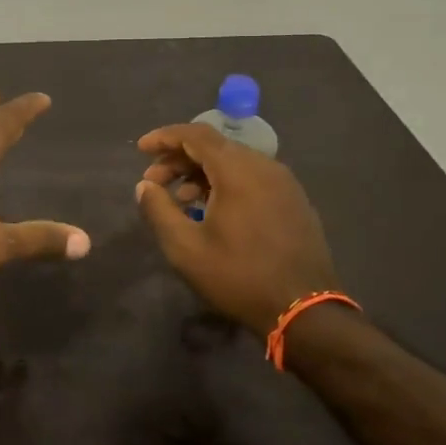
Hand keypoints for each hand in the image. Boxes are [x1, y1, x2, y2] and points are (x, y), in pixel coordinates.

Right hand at [134, 123, 340, 335]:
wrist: (304, 310)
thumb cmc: (238, 276)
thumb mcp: (185, 248)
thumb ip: (159, 210)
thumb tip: (144, 186)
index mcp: (238, 170)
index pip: (196, 134)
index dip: (165, 137)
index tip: (141, 149)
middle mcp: (264, 166)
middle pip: (215, 146)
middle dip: (179, 158)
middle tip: (153, 181)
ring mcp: (284, 183)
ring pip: (234, 162)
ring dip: (201, 173)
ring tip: (179, 200)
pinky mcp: (294, 201)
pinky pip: (253, 178)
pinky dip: (226, 183)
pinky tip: (212, 211)